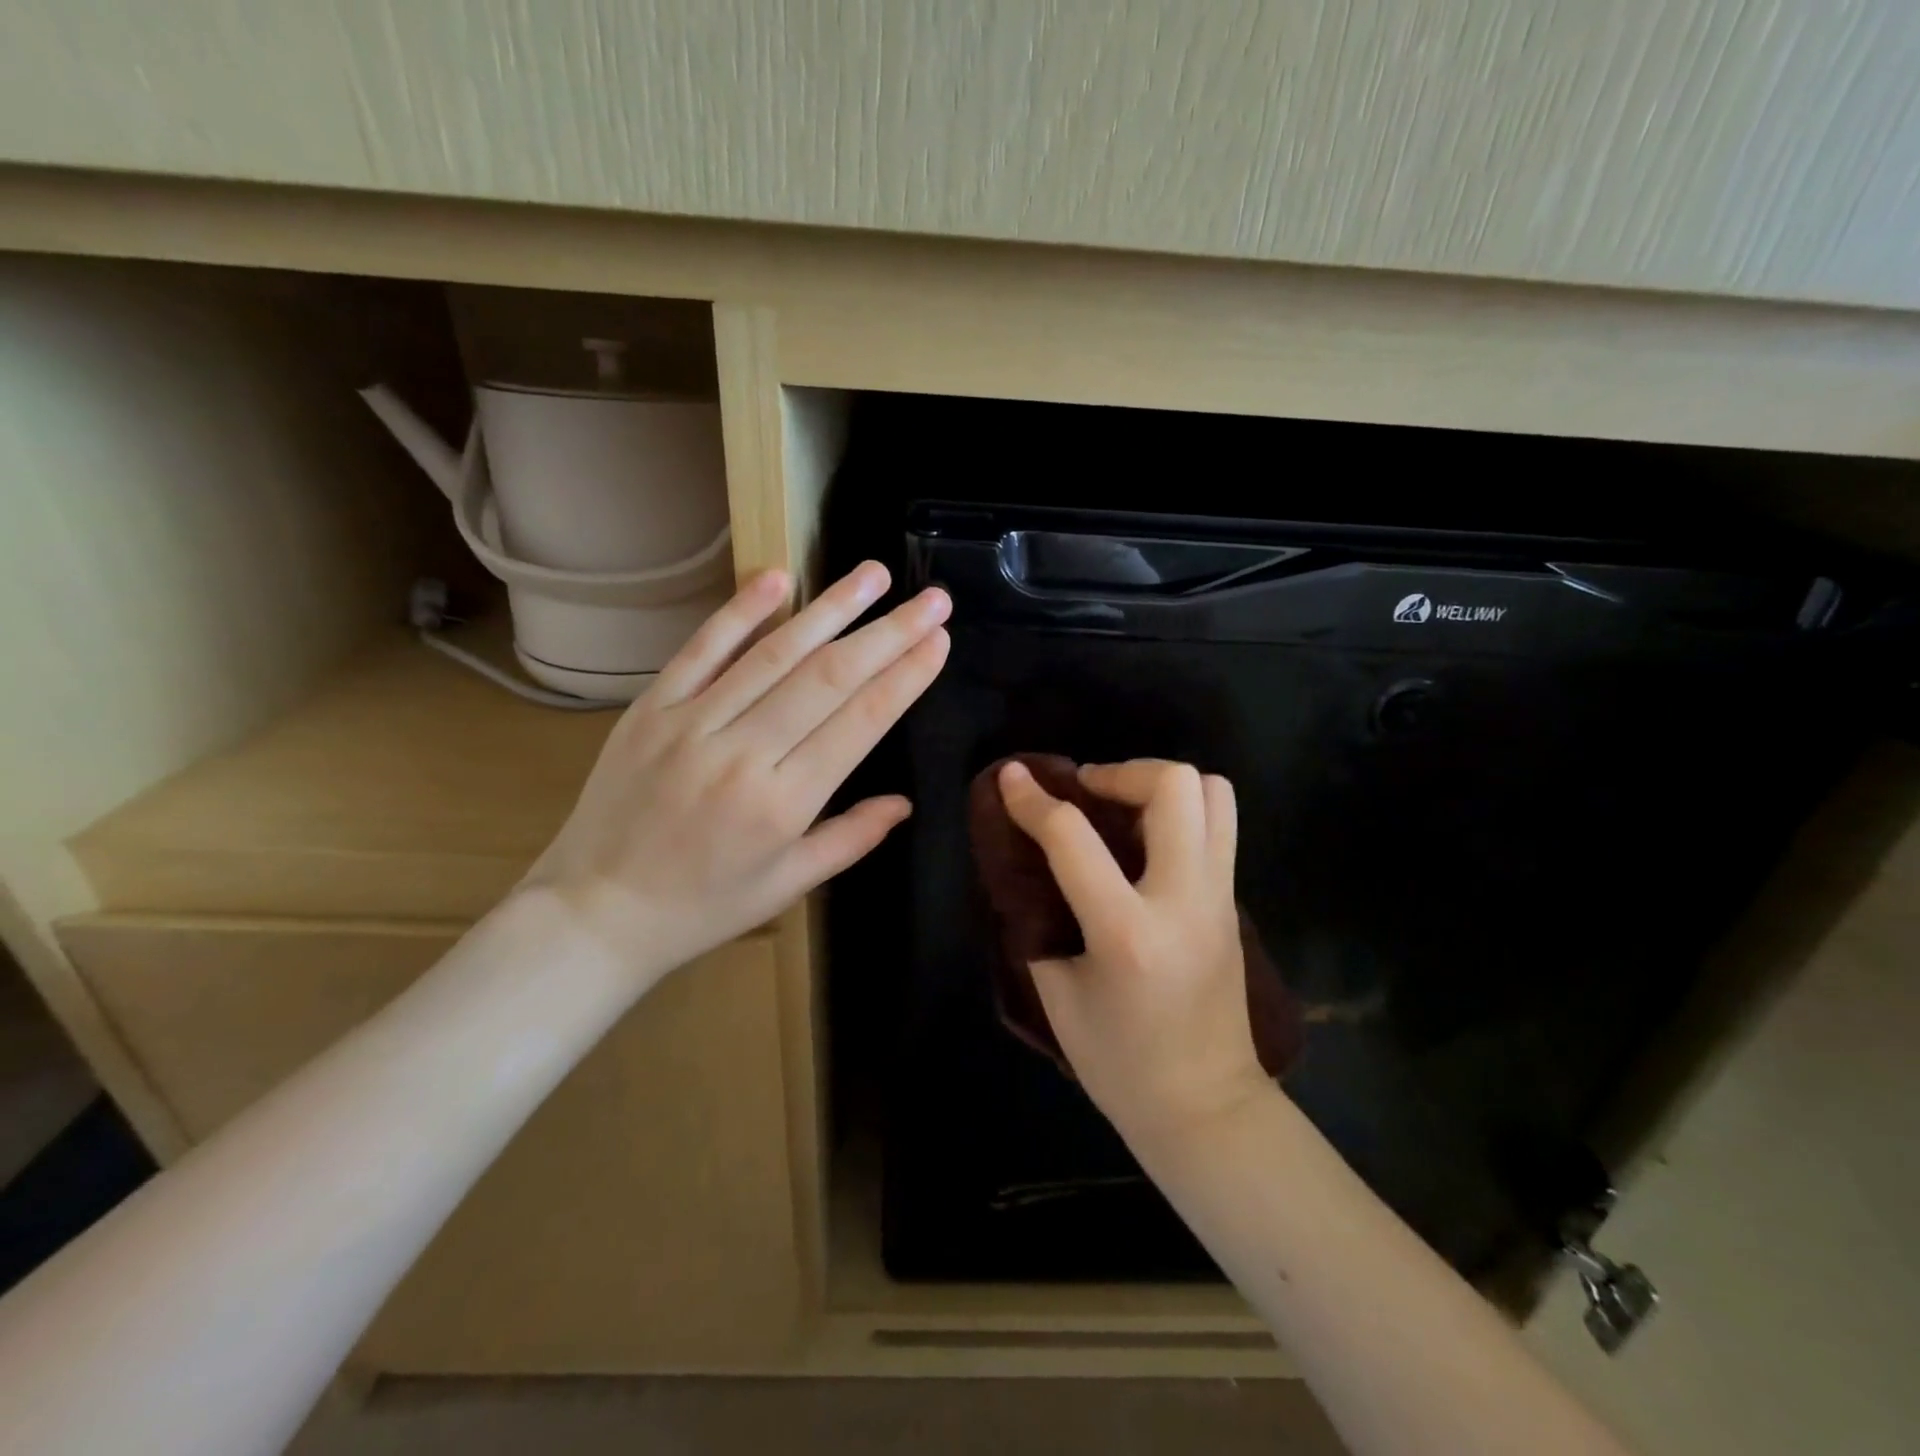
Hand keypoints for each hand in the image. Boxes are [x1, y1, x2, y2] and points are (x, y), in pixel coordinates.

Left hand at [522, 562, 949, 984]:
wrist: (597, 910)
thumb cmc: (703, 906)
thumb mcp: (787, 885)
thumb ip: (851, 838)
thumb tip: (905, 803)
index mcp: (783, 803)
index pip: (859, 723)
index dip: (904, 678)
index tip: (938, 641)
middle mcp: (743, 753)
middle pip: (829, 678)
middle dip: (888, 634)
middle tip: (932, 599)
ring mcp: (692, 723)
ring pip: (774, 653)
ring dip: (830, 608)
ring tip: (874, 574)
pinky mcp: (652, 708)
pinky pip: (701, 650)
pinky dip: (741, 611)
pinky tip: (780, 577)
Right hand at [998, 758, 1266, 1143]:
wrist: (1206, 1108)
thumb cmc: (1120, 1064)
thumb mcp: (1058, 996)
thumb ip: (1038, 923)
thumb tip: (1025, 868)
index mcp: (1127, 933)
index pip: (1073, 839)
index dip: (1032, 800)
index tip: (1011, 777)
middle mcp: (1184, 900)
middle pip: (1174, 787)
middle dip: (1122, 771)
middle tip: (1088, 793)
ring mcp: (1219, 897)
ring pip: (1214, 794)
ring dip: (1161, 784)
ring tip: (1123, 808)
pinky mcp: (1233, 901)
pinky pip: (1219, 826)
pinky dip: (1181, 811)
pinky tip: (1145, 841)